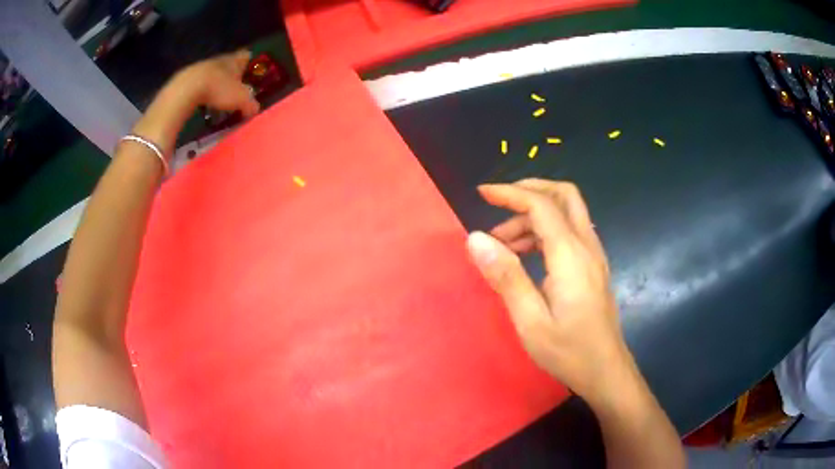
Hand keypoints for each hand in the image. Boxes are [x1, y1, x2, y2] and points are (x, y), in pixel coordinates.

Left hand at [173, 50, 260, 117]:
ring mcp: (203, 66)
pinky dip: (204, 89)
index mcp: (235, 60)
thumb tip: (255, 109)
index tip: (251, 71)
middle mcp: (220, 59)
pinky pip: (200, 82)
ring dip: (217, 82)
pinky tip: (204, 100)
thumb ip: (250, 104)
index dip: (250, 62)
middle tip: (236, 87)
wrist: (187, 89)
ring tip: (219, 96)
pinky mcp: (188, 77)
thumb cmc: (219, 89)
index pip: (246, 55)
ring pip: (214, 72)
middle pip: (230, 64)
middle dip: (233, 74)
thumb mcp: (241, 99)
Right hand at [466, 179, 631, 403]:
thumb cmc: (569, 351)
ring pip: (566, 214)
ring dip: (534, 216)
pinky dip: (545, 231)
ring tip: (502, 244)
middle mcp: (587, 246)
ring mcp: (594, 256)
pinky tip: (526, 255)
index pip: (541, 205)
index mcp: (571, 255)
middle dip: (530, 190)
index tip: (482, 194)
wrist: (606, 371)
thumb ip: (506, 276)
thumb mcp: (530, 320)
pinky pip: (569, 233)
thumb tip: (476, 238)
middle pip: (564, 196)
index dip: (510, 193)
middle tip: (498, 205)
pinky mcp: (593, 267)